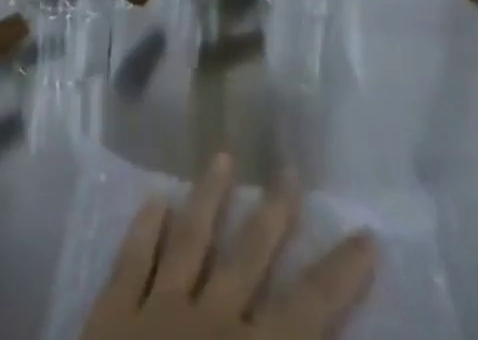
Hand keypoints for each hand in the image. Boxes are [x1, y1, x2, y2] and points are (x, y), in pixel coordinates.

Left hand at [81, 153, 374, 339]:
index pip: (308, 308)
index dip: (339, 273)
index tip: (365, 233)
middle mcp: (210, 320)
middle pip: (248, 254)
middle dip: (274, 211)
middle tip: (290, 167)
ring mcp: (157, 310)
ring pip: (190, 240)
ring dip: (208, 197)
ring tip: (222, 157)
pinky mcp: (111, 315)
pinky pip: (131, 261)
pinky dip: (145, 228)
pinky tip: (155, 200)